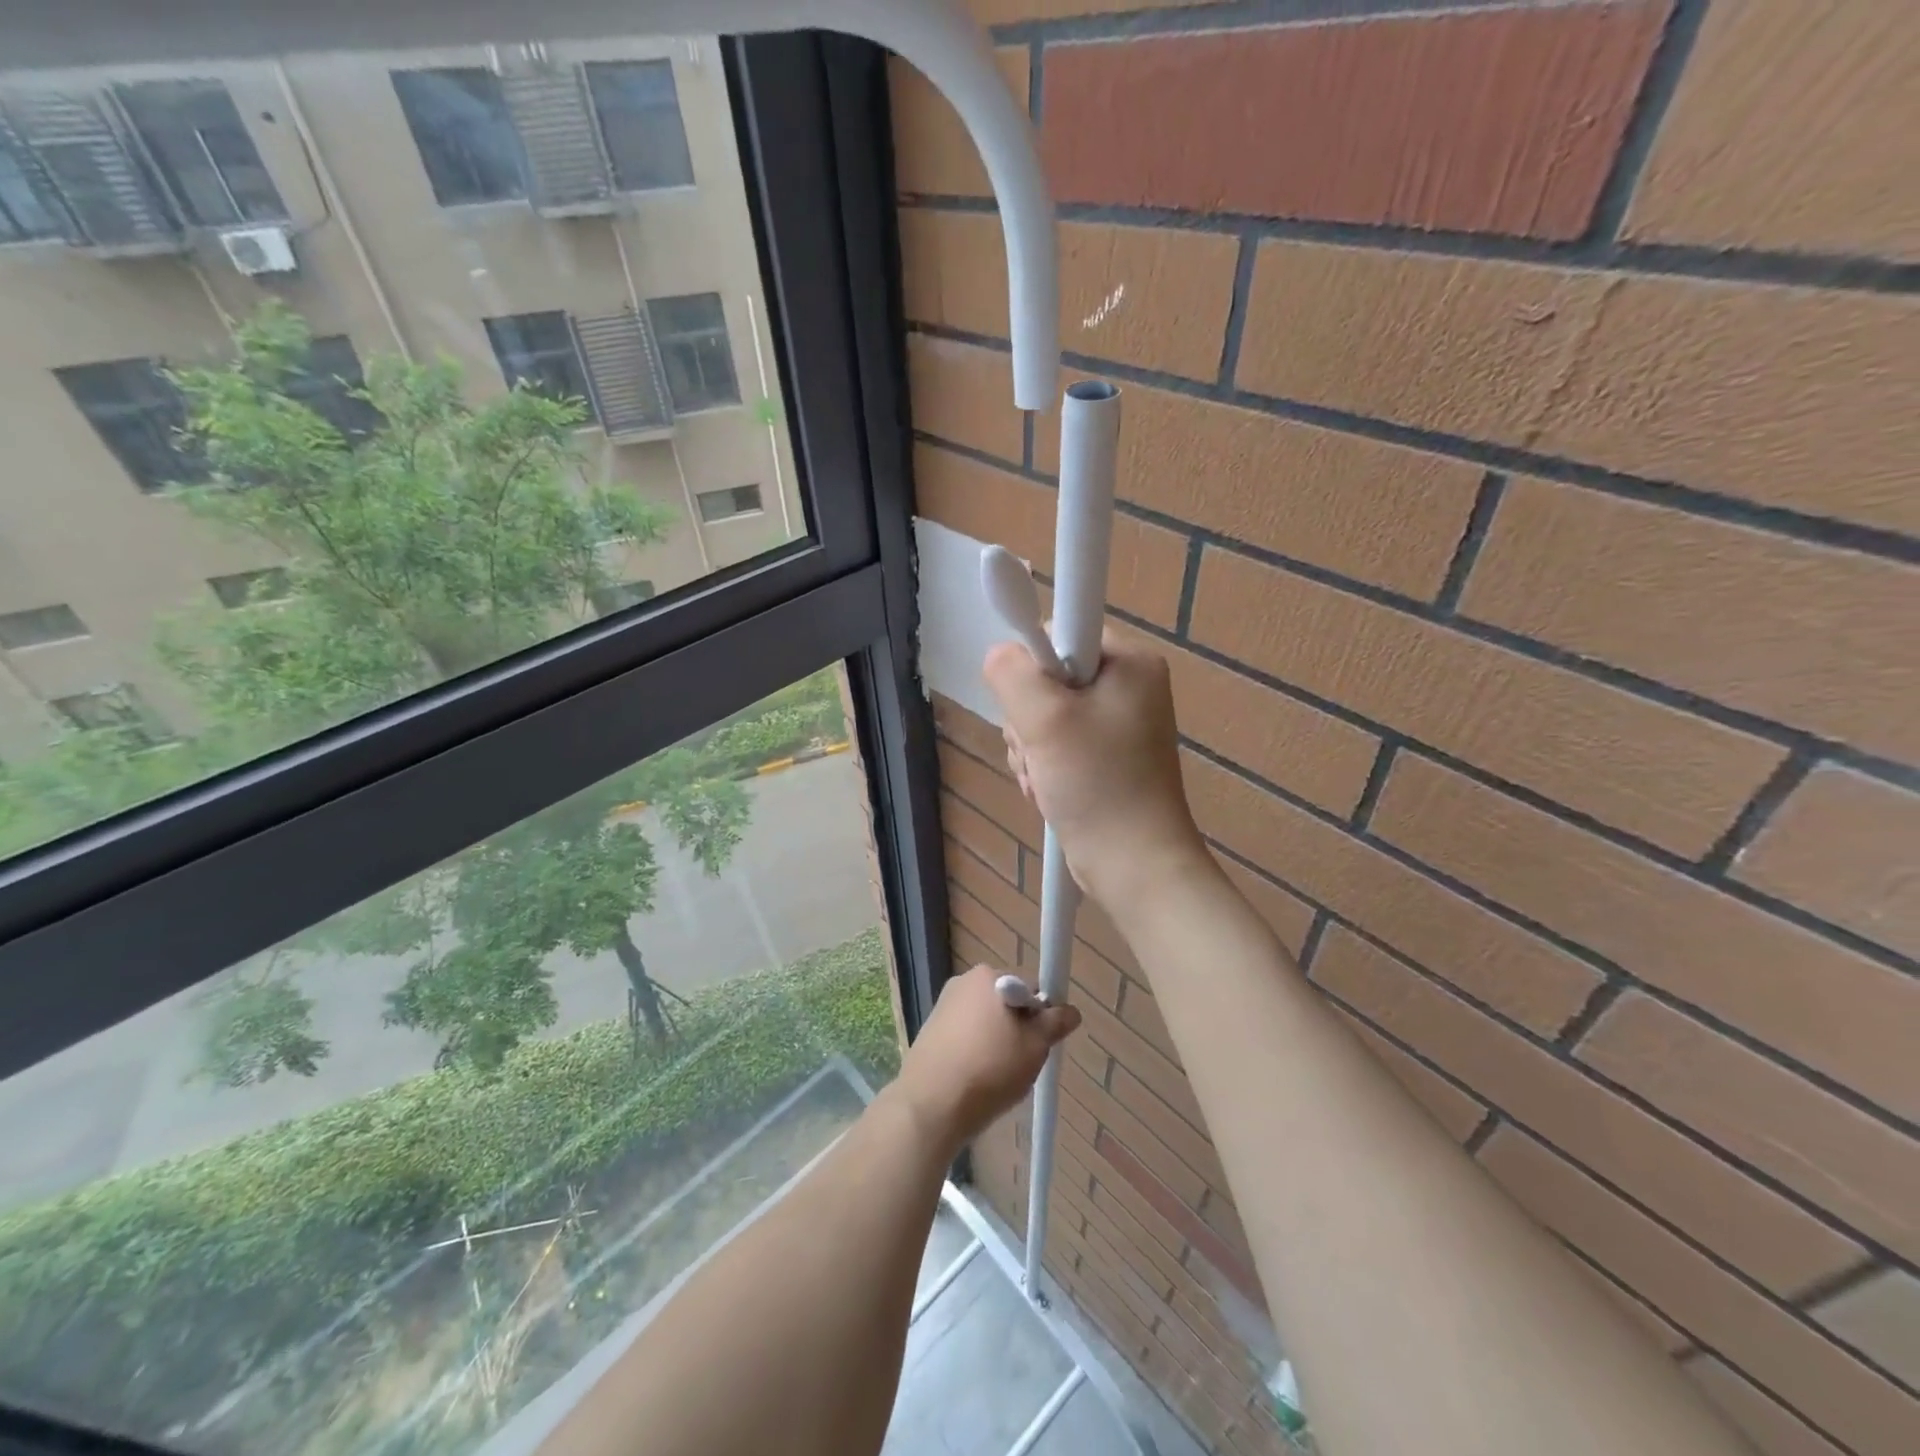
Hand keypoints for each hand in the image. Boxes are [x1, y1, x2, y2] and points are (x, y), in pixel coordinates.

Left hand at [893, 965, 1080, 1154]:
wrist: (932, 1104)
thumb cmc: (990, 1068)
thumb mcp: (1035, 1046)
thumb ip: (1055, 1024)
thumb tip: (1070, 1011)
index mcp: (989, 976)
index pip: (1031, 987)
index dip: (1042, 1014)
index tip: (1042, 1043)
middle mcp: (964, 981)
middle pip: (1007, 1001)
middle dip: (1019, 1027)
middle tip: (1023, 1061)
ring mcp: (944, 1004)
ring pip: (986, 1020)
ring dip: (997, 1040)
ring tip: (997, 1075)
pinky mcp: (931, 1029)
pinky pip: (966, 1034)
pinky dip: (976, 1050)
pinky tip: (976, 1077)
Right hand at [984, 629, 1210, 909]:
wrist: (1133, 865)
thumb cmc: (1098, 784)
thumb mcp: (1046, 719)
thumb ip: (1012, 672)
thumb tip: (1000, 653)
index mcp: (1129, 662)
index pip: (1060, 631)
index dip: (1033, 665)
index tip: (1034, 705)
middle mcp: (1126, 686)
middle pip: (1046, 678)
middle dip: (1028, 719)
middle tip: (1041, 751)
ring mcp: (1116, 725)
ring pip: (1043, 716)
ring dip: (1031, 749)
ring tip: (1046, 778)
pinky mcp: (1104, 757)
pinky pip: (1055, 744)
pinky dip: (1043, 767)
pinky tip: (1049, 790)